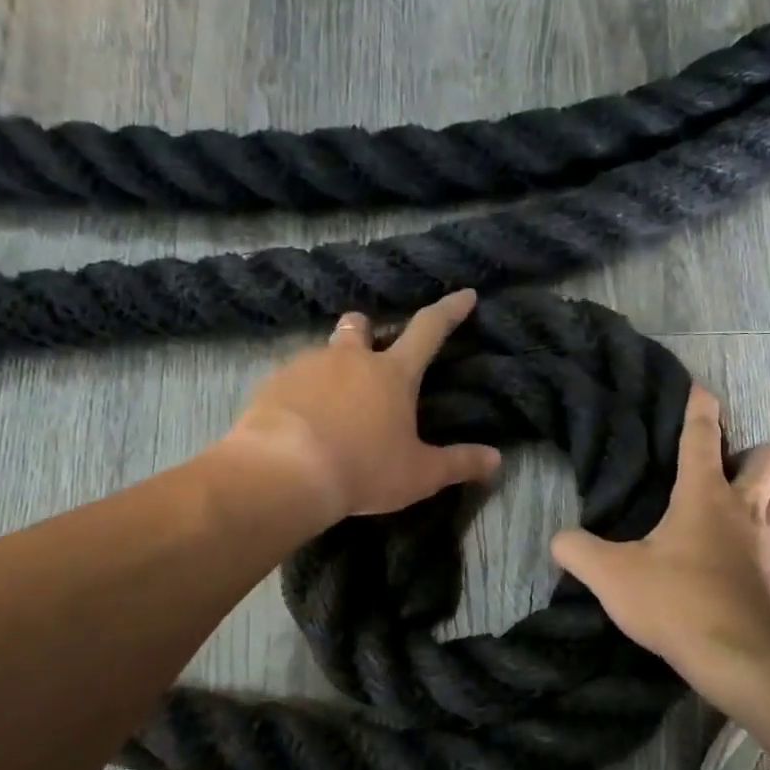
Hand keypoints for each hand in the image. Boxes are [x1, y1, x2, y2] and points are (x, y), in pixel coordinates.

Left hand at [221, 290, 501, 523]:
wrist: (284, 473)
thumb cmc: (363, 470)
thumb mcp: (420, 474)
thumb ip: (459, 463)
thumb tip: (496, 460)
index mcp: (392, 374)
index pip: (429, 330)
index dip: (450, 311)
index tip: (465, 295)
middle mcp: (350, 359)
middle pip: (360, 325)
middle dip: (368, 331)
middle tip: (370, 356)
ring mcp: (307, 366)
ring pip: (323, 352)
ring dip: (332, 368)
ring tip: (332, 404)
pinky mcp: (273, 383)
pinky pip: (291, 378)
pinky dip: (301, 392)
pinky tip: (300, 421)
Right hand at [551, 386, 769, 677]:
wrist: (733, 655)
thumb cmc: (674, 601)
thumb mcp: (610, 575)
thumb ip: (577, 550)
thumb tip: (558, 539)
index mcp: (703, 495)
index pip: (702, 436)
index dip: (700, 408)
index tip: (700, 389)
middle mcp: (741, 508)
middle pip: (767, 458)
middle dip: (750, 453)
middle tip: (720, 469)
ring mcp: (763, 541)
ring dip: (768, 491)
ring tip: (737, 504)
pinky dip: (763, 533)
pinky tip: (738, 550)